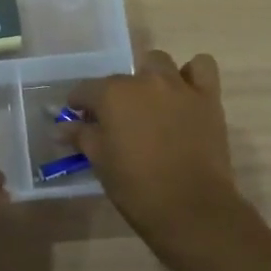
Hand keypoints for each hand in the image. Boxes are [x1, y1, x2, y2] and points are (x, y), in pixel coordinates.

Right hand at [65, 50, 243, 242]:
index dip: (79, 103)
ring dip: (151, 77)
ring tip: (150, 102)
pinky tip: (185, 92)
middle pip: (123, 76)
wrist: (190, 207)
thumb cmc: (136, 186)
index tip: (78, 118)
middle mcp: (145, 81)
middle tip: (117, 118)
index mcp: (113, 95)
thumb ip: (81, 136)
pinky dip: (192, 73)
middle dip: (116, 92)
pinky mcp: (208, 97)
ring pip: (160, 63)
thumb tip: (62, 127)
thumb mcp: (100, 161)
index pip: (85, 89)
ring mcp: (179, 86)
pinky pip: (202, 67)